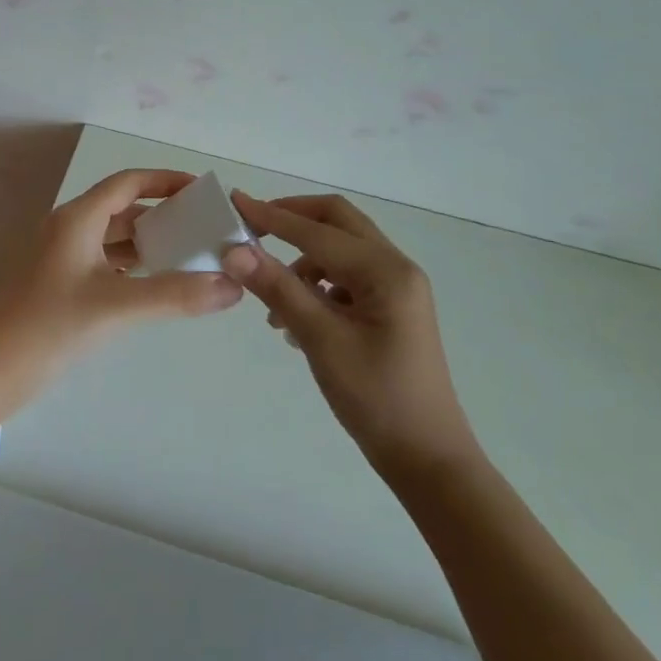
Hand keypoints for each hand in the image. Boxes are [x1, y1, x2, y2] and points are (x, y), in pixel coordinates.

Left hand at [0, 169, 243, 388]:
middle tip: (204, 229)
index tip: (202, 191)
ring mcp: (62, 258)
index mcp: (77, 219)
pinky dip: (132, 266)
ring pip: (113, 239)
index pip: (128, 183)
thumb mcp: (118, 306)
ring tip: (190, 255)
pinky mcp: (61, 285)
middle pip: (123, 209)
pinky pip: (105, 262)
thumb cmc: (50, 326)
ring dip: (148, 243)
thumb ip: (176, 295)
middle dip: (162, 215)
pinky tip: (156, 284)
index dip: (165, 180)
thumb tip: (232, 286)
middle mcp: (69, 230)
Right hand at [223, 191, 478, 480]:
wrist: (426, 458)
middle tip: (251, 227)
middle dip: (292, 219)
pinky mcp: (390, 308)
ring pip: (340, 249)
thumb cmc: (375, 398)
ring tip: (272, 302)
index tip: (234, 202)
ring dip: (302, 259)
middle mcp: (396, 268)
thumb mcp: (321, 340)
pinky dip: (316, 283)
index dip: (272, 216)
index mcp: (386, 271)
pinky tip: (295, 320)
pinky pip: (346, 276)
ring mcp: (396, 288)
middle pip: (337, 221)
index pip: (317, 231)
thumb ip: (278, 289)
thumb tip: (234, 250)